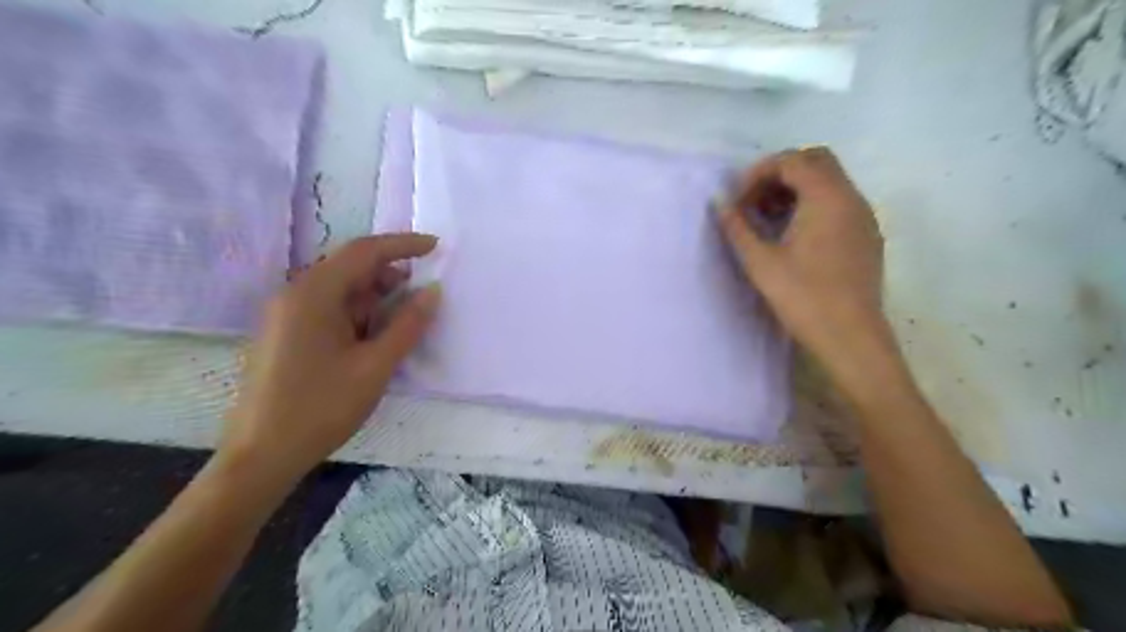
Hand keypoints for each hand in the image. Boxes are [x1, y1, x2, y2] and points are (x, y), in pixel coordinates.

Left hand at [221, 235, 441, 486]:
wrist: (261, 454)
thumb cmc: (321, 407)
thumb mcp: (375, 365)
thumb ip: (408, 325)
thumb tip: (433, 291)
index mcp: (314, 293)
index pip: (364, 251)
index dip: (404, 245)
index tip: (436, 247)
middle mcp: (296, 294)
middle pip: (350, 267)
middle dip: (391, 274)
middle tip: (424, 294)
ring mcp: (287, 314)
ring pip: (341, 289)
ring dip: (375, 297)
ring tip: (403, 320)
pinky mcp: (287, 334)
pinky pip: (329, 309)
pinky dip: (358, 314)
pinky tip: (374, 337)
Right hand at [716, 148, 894, 383]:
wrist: (850, 337)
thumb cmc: (803, 297)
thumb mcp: (760, 262)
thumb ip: (737, 227)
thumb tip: (719, 203)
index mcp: (827, 197)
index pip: (792, 161)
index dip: (758, 174)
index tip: (738, 200)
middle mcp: (851, 198)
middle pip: (815, 162)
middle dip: (779, 175)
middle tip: (754, 204)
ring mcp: (863, 217)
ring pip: (829, 183)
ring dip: (796, 191)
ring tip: (768, 221)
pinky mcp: (866, 236)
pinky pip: (839, 204)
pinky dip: (813, 206)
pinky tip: (793, 237)